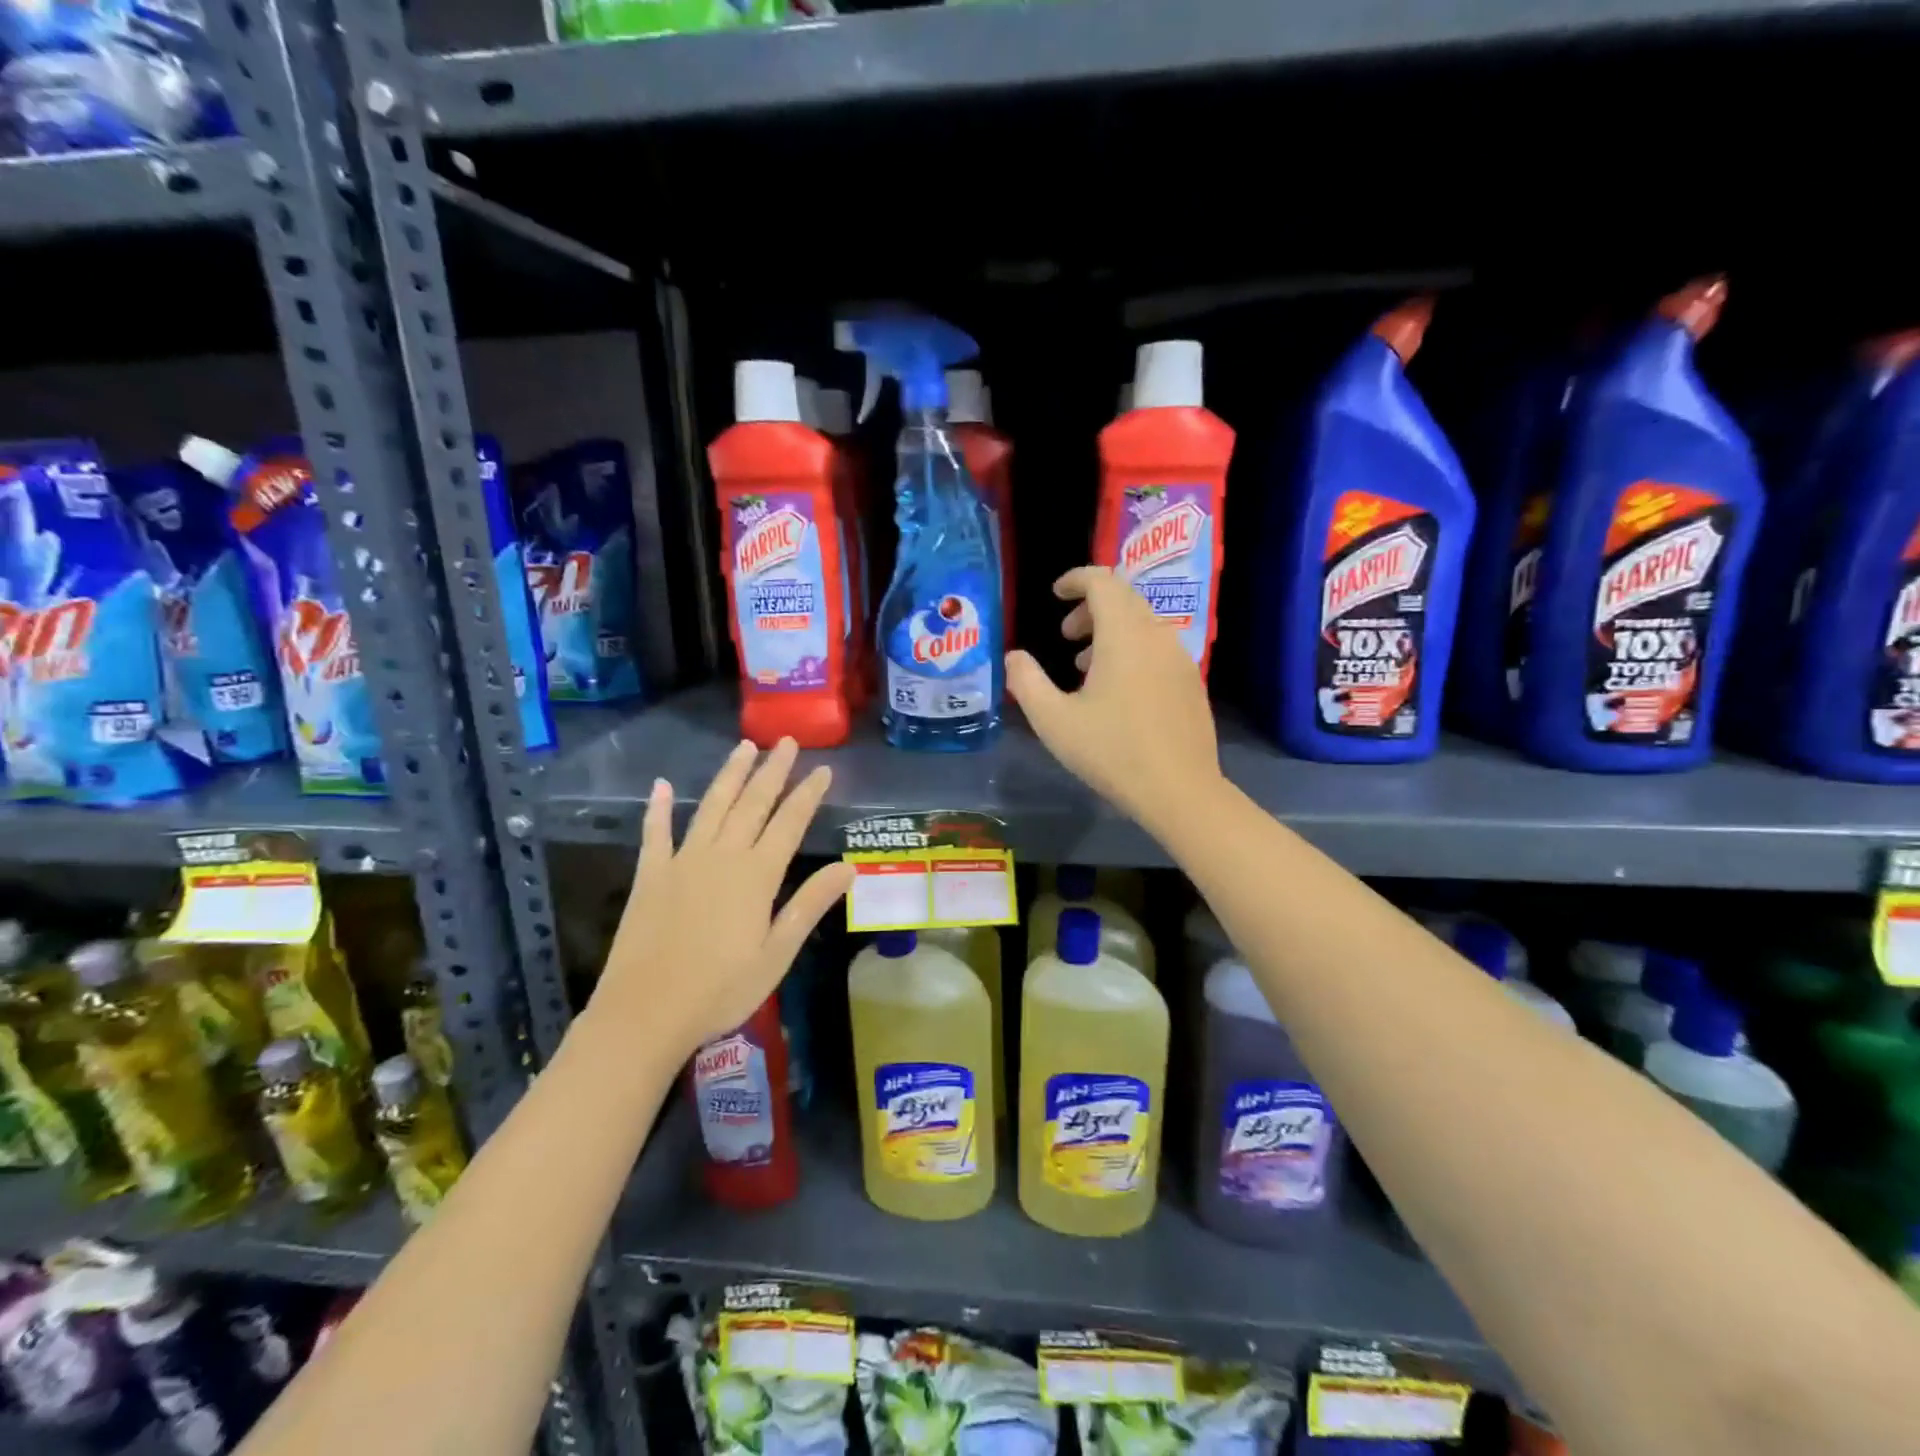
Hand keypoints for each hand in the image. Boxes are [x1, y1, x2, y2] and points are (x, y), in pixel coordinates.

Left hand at [597, 738, 853, 1053]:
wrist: (644, 1013)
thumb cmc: (720, 990)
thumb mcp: (777, 954)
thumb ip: (809, 904)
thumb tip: (849, 867)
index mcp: (756, 876)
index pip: (789, 823)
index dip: (808, 794)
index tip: (823, 769)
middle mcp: (721, 856)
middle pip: (752, 804)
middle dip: (772, 771)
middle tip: (786, 742)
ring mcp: (681, 862)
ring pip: (711, 806)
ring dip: (729, 775)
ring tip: (744, 746)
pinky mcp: (649, 876)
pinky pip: (655, 833)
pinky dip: (657, 808)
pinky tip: (660, 785)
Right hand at [1005, 566, 1224, 833]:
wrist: (1179, 790)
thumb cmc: (1111, 751)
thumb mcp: (1053, 720)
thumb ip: (1026, 682)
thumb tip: (1014, 657)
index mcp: (1124, 635)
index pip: (1103, 581)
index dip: (1076, 579)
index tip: (1054, 594)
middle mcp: (1157, 635)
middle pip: (1124, 599)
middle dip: (1090, 607)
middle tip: (1065, 636)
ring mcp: (1180, 659)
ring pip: (1142, 625)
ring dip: (1110, 632)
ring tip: (1084, 666)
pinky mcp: (1191, 683)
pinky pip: (1157, 648)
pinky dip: (1132, 651)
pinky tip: (1117, 692)